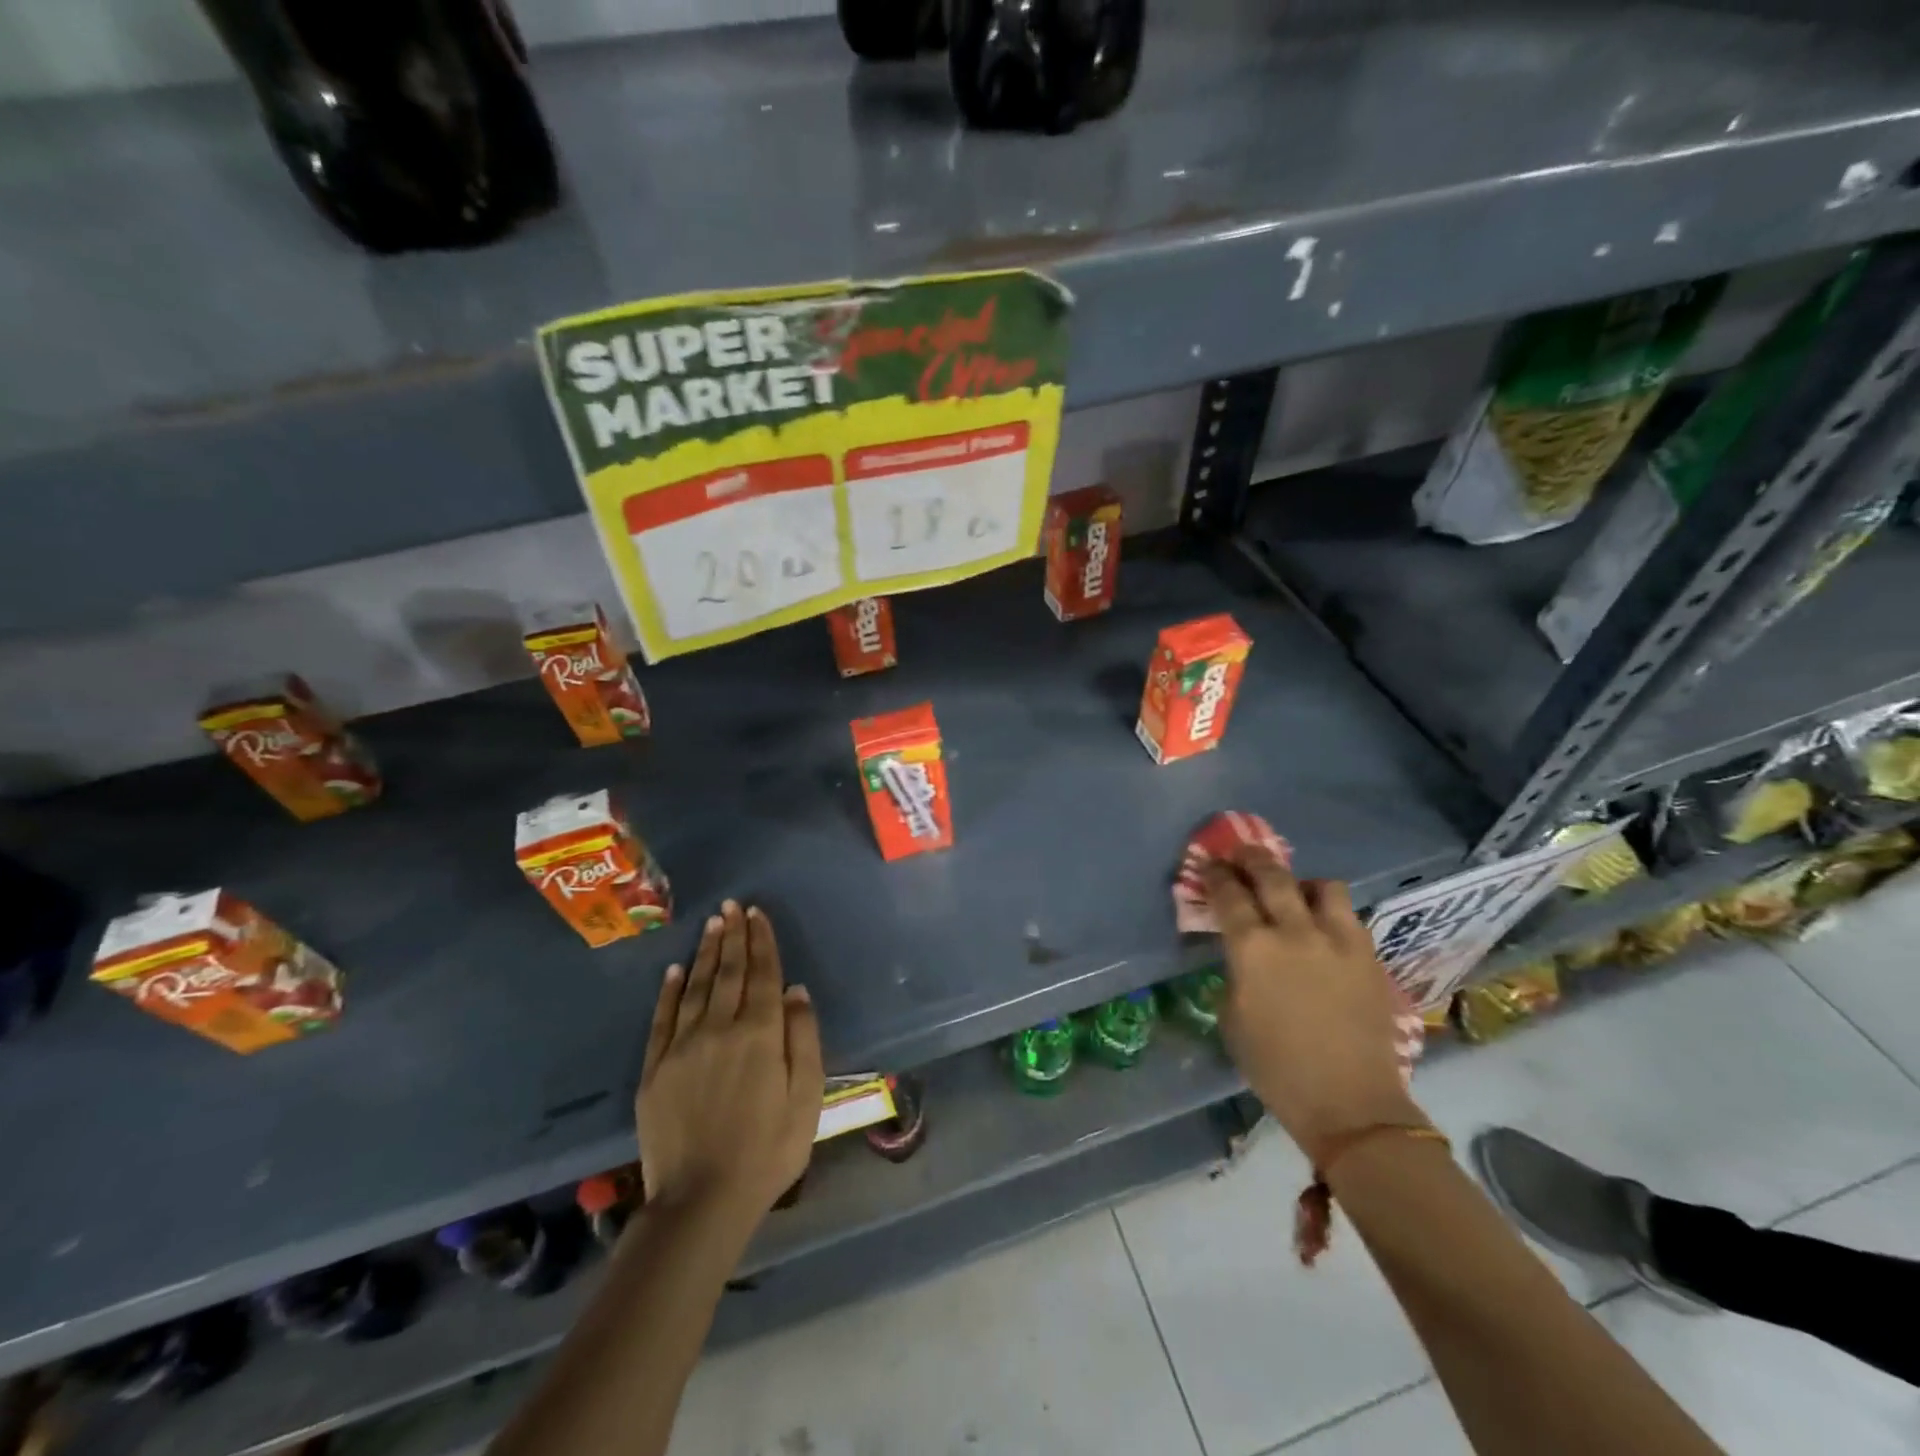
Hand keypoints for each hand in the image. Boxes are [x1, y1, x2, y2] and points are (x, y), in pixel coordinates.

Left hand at [636, 901, 824, 1225]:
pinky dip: (669, 991)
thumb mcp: (808, 1098)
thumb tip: (796, 990)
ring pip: (695, 987)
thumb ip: (804, 1039)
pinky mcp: (655, 1068)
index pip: (763, 974)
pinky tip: (674, 970)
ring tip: (712, 924)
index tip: (757, 913)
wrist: (701, 1201)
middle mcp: (720, 1028)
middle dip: (734, 936)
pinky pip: (662, 1018)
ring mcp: (683, 1046)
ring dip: (705, 952)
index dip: (762, 941)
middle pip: (729, 972)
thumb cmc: (768, 1150)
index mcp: (760, 1034)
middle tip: (733, 906)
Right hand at [1202, 849, 1422, 1160]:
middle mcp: (1295, 931)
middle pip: (1272, 874)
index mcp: (1253, 948)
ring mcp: (1338, 940)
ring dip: (1300, 882)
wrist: (1350, 1104)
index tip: (1209, 864)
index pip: (1229, 894)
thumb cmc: (1276, 1067)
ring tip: (1294, 892)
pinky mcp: (1368, 955)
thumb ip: (1236, 972)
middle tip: (1242, 854)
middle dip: (1252, 858)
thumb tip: (1243, 955)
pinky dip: (1330, 911)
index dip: (1216, 874)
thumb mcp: (1233, 1017)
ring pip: (1321, 885)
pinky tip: (1323, 926)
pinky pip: (1348, 915)